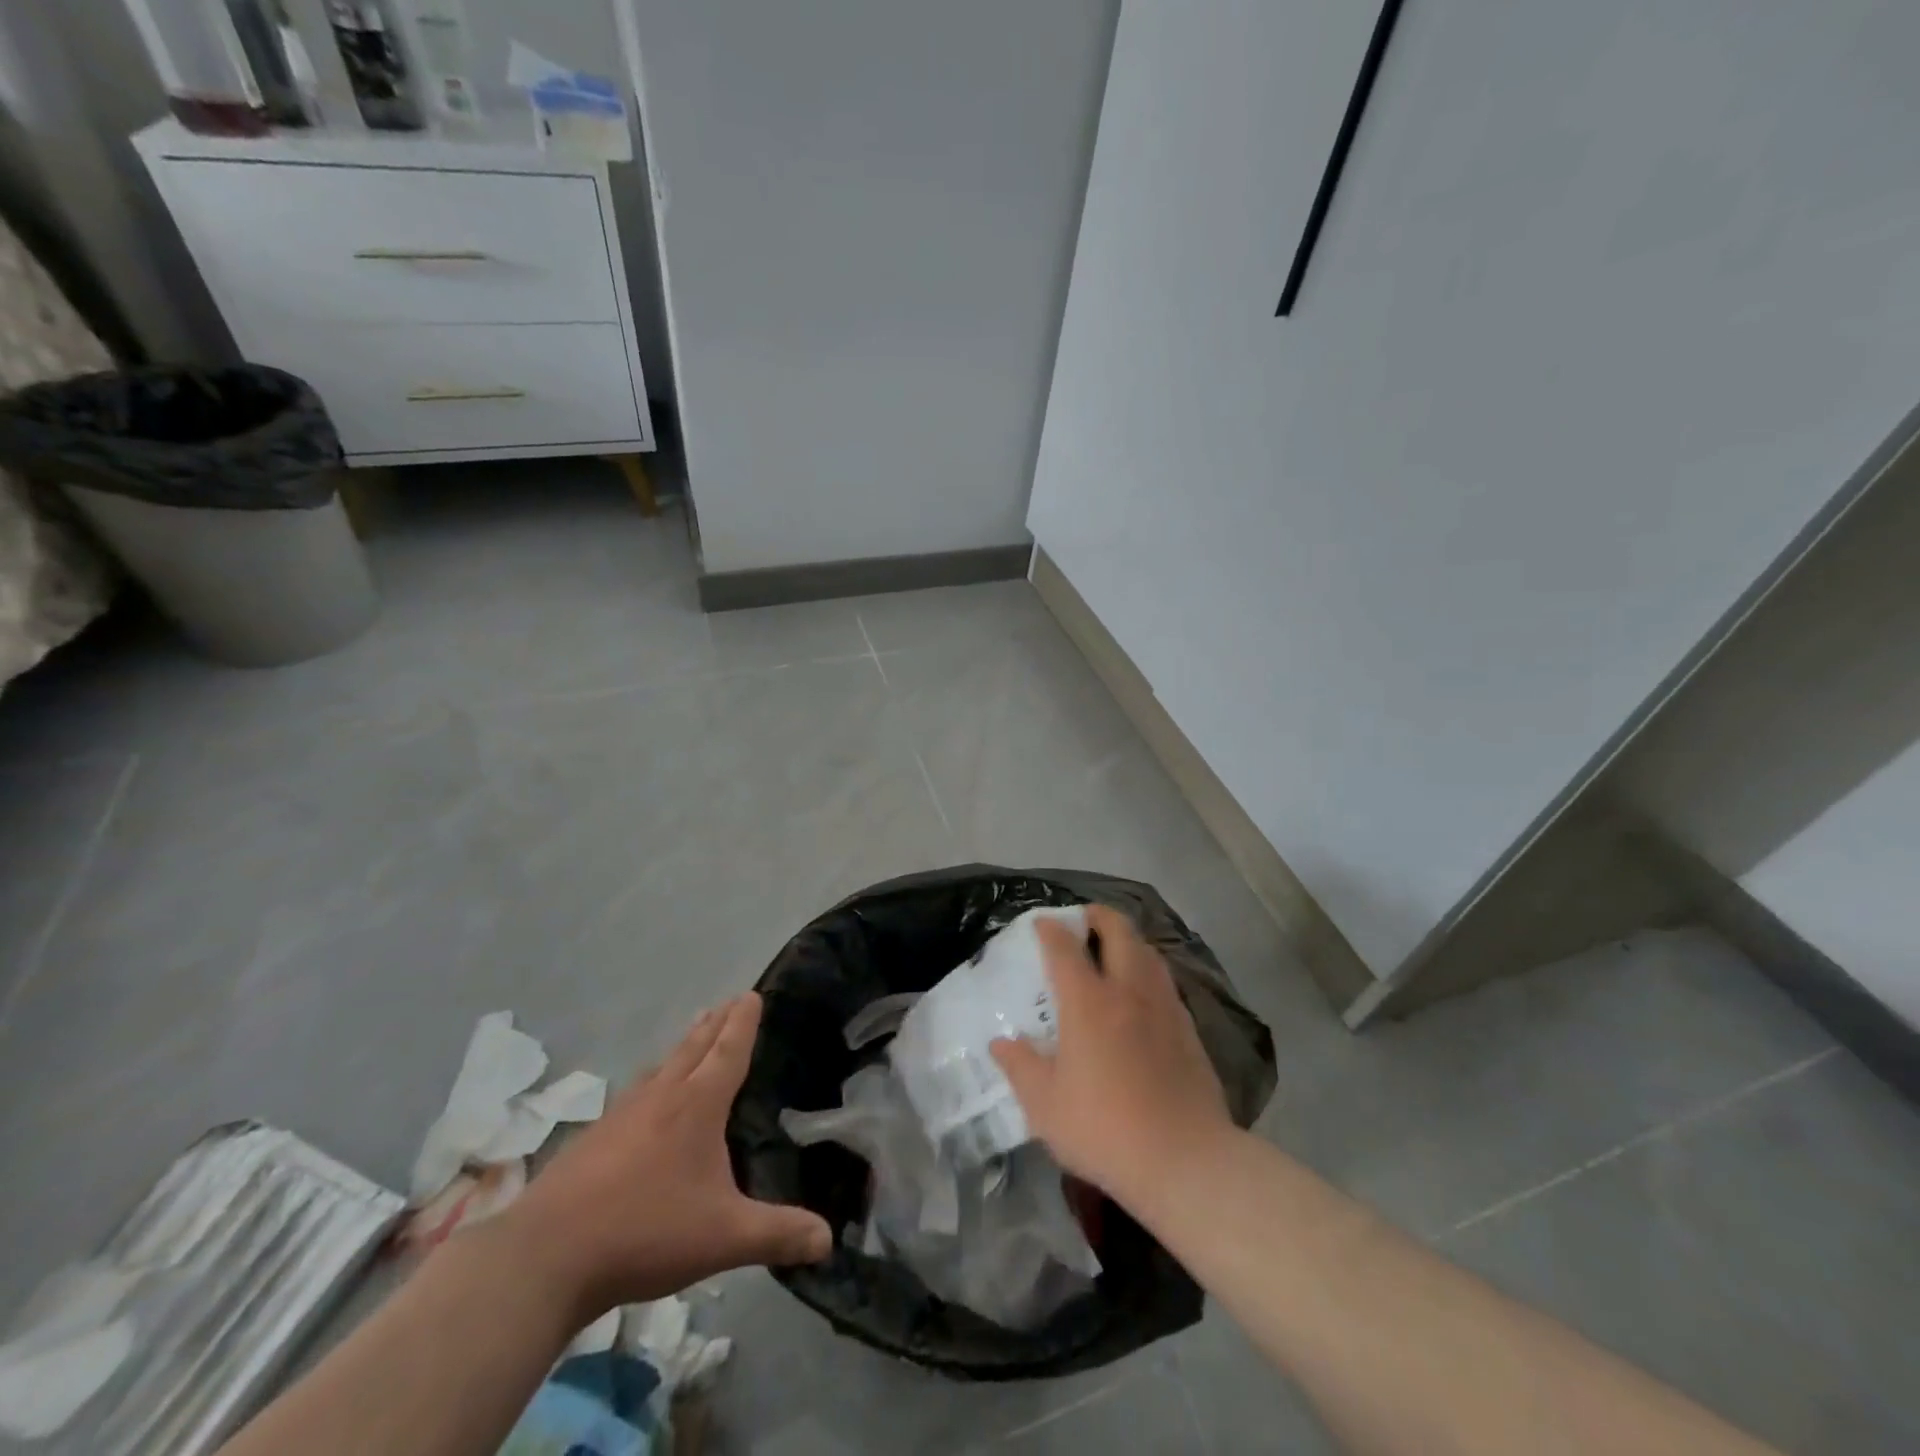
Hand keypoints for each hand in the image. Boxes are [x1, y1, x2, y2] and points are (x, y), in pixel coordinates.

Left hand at [497, 993, 830, 1321]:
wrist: (546, 1256)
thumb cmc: (646, 1231)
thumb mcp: (724, 1237)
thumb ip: (777, 1234)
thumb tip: (828, 1240)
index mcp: (697, 1105)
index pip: (728, 1051)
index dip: (743, 1023)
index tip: (751, 994)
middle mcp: (661, 1097)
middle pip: (694, 1047)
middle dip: (716, 1023)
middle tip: (729, 1000)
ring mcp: (622, 1115)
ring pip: (661, 1067)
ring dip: (683, 1046)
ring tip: (693, 1034)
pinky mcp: (593, 1140)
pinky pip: (636, 1093)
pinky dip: (653, 1080)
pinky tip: (645, 1099)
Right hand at [991, 905, 1231, 1205]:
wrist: (1185, 1160)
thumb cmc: (1105, 1129)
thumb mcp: (1045, 1106)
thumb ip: (1020, 1067)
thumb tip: (1001, 1043)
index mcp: (1088, 1002)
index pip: (1065, 947)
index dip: (1051, 929)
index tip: (1041, 923)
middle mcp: (1128, 991)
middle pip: (1118, 931)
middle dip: (1098, 916)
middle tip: (1084, 919)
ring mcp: (1164, 1007)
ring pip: (1148, 952)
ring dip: (1128, 939)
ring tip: (1114, 948)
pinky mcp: (1188, 1028)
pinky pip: (1164, 981)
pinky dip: (1148, 970)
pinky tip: (1142, 992)